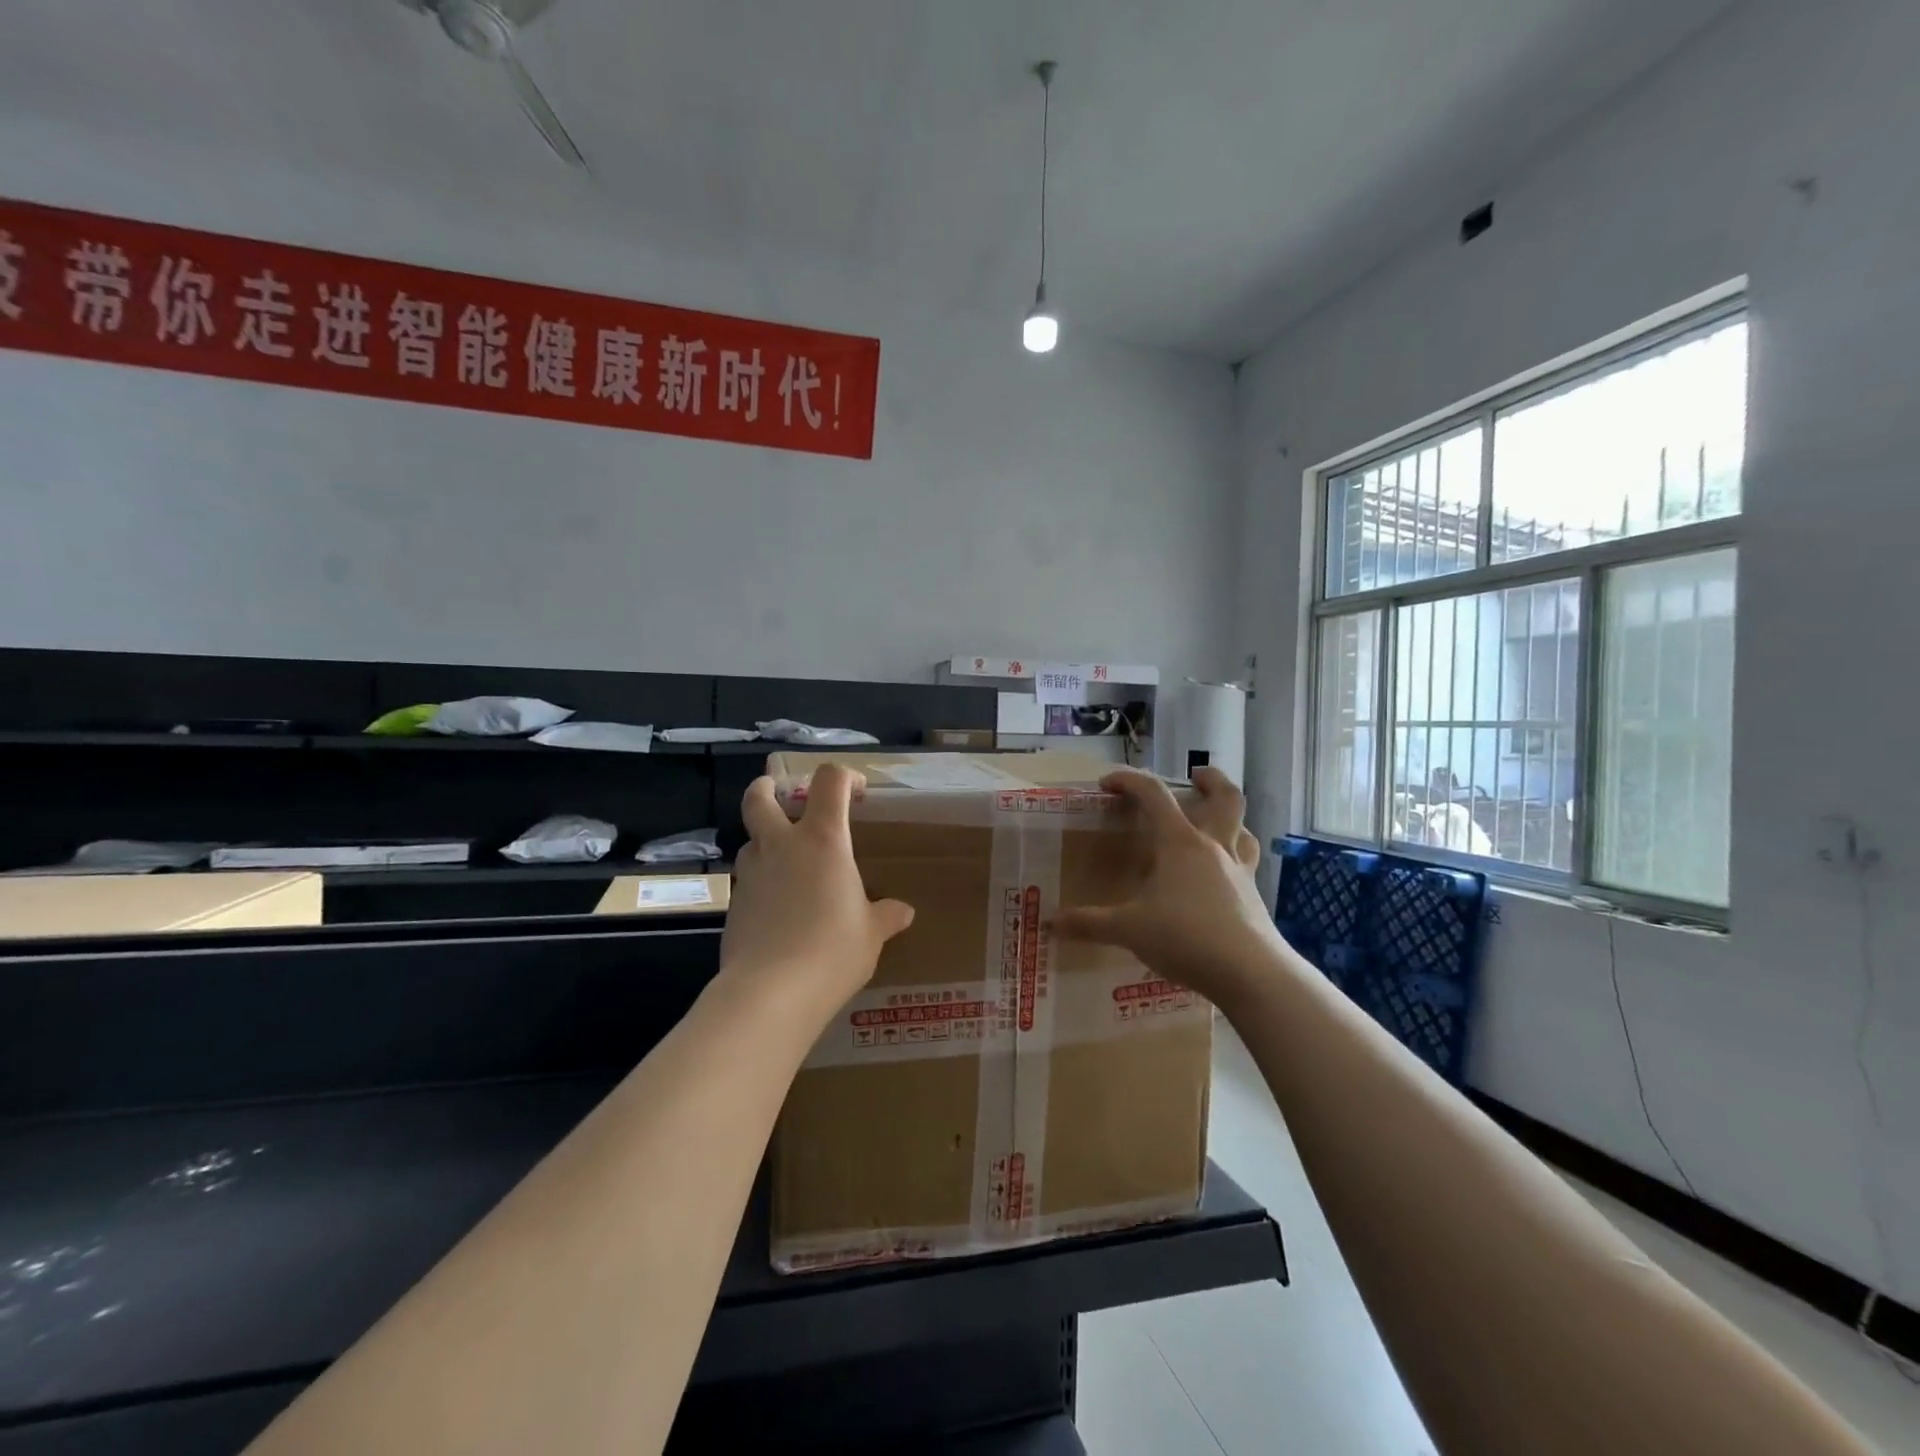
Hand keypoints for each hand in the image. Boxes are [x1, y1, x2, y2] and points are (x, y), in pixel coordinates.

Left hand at [719, 763, 914, 1025]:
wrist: (770, 993)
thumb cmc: (832, 951)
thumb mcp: (871, 934)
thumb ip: (886, 916)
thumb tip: (903, 912)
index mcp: (822, 839)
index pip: (829, 781)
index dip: (844, 777)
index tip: (858, 793)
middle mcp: (781, 845)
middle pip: (760, 797)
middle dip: (767, 788)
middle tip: (779, 794)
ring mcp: (751, 873)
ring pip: (750, 840)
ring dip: (764, 841)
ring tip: (785, 864)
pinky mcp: (732, 904)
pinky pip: (747, 880)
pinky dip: (760, 882)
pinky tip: (777, 910)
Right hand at [1053, 767, 1282, 1007]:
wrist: (1250, 973)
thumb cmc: (1185, 937)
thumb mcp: (1129, 930)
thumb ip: (1090, 923)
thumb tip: (1052, 922)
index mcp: (1180, 843)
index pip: (1153, 794)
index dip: (1129, 780)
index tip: (1107, 783)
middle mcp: (1214, 847)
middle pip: (1225, 797)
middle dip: (1211, 779)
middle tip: (1195, 776)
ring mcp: (1239, 871)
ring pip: (1243, 830)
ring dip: (1230, 819)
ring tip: (1213, 825)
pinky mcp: (1253, 897)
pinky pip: (1246, 865)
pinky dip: (1234, 859)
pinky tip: (1220, 879)